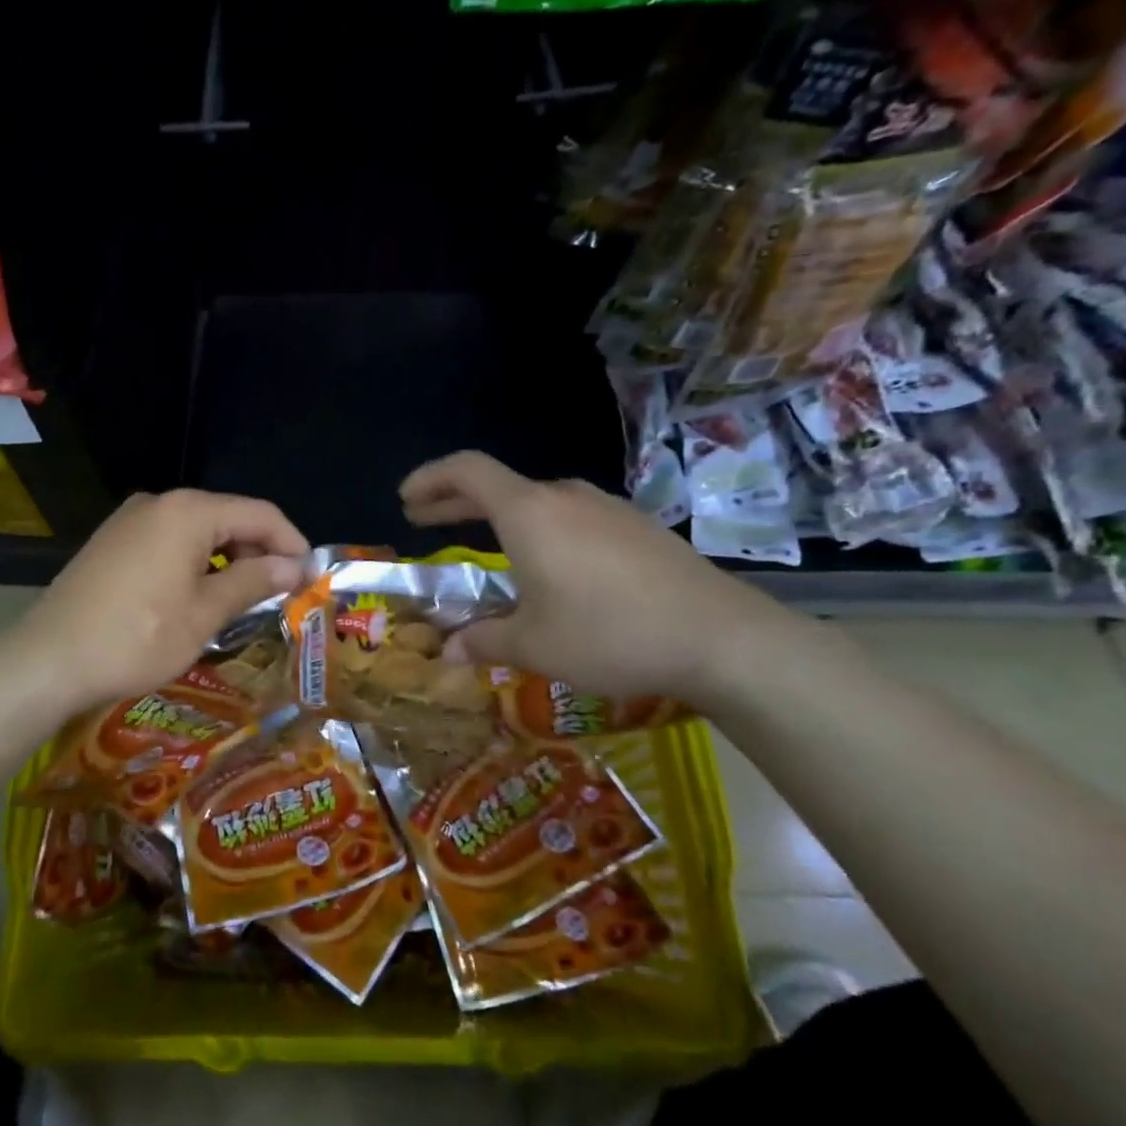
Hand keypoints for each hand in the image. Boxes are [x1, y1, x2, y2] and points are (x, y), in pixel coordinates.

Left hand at [7, 489, 308, 714]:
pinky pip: (168, 541)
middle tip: (278, 594)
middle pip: (227, 517)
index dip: (291, 542)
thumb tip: (294, 566)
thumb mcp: (205, 613)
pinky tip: (198, 595)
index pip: (260, 513)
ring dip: (227, 559)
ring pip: (197, 531)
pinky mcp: (112, 541)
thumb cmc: (137, 637)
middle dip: (259, 551)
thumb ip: (253, 581)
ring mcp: (129, 520)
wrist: (48, 661)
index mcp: (188, 511)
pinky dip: (194, 562)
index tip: (310, 577)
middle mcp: (158, 503)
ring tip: (242, 599)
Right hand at [399, 451, 787, 703]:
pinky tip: (547, 567)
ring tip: (483, 547)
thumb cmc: (610, 633)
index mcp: (529, 513)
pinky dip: (538, 530)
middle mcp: (564, 498)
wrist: (720, 637)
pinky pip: (570, 518)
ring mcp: (605, 509)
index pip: (466, 471)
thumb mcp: (534, 645)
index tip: (405, 500)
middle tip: (424, 520)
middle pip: (497, 485)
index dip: (429, 479)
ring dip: (499, 517)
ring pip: (536, 501)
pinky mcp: (635, 528)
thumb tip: (446, 654)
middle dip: (454, 501)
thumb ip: (483, 642)